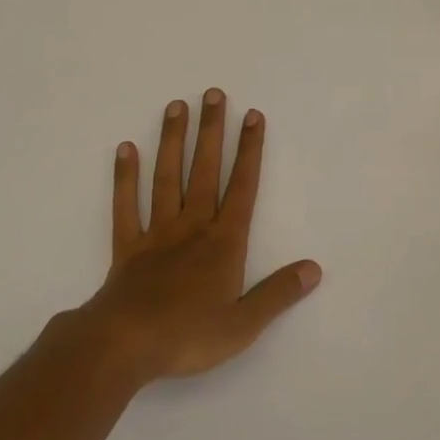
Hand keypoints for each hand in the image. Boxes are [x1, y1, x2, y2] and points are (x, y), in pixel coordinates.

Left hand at [78, 90, 320, 386]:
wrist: (125, 345)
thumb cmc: (188, 335)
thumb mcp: (244, 323)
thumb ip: (279, 293)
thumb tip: (314, 269)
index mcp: (223, 243)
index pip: (242, 187)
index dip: (249, 151)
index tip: (252, 116)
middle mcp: (192, 227)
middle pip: (204, 171)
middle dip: (211, 132)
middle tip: (213, 94)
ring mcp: (156, 233)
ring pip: (166, 178)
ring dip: (172, 142)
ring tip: (176, 106)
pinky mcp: (127, 247)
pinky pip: (126, 206)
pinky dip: (124, 178)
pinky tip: (125, 149)